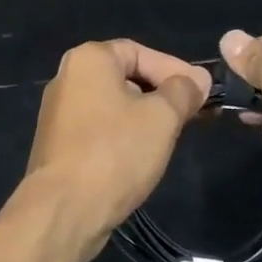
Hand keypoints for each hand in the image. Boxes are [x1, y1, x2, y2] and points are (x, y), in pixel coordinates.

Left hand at [16, 40, 211, 261]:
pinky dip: (124, 135)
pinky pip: (100, 128)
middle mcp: (68, 77)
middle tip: (193, 114)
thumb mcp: (162, 117)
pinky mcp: (59, 144)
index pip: (140, 52)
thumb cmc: (115, 151)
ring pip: (114, 105)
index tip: (202, 92)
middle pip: (126, 76)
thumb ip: (183, 91)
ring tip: (174, 136)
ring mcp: (59, 112)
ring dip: (146, 117)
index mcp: (88, 59)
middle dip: (163, 94)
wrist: (63, 210)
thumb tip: (198, 79)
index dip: (175, 69)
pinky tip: (143, 155)